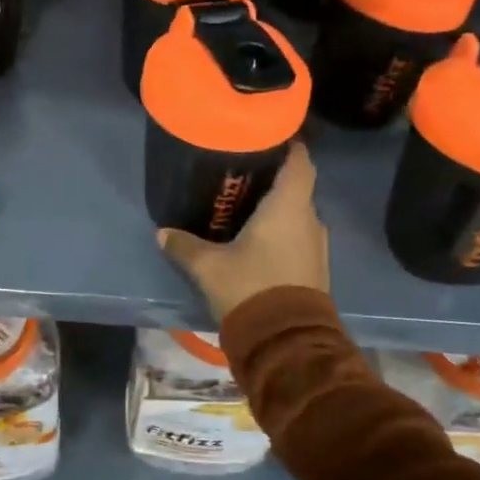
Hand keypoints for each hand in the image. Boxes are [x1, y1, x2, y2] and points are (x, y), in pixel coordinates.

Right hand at [157, 142, 329, 322]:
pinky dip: (283, 231)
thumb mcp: (209, 267)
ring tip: (247, 205)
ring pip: (299, 214)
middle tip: (244, 173)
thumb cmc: (250, 288)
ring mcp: (317, 245)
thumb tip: (162, 233)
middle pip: (298, 186)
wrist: (287, 342)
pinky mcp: (316, 268)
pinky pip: (300, 236)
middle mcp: (309, 219)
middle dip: (275, 178)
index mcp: (289, 206)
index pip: (300, 161)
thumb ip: (185, 246)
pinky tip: (258, 239)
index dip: (289, 145)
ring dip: (279, 208)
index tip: (269, 137)